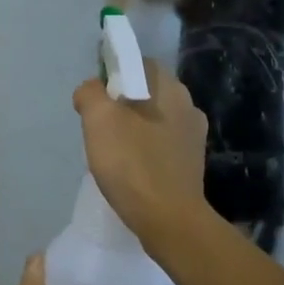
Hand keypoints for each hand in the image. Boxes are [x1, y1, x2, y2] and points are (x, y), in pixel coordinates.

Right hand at [72, 59, 208, 243]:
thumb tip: (91, 90)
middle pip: (146, 93)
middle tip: (98, 129)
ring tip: (112, 154)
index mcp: (170, 88)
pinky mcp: (191, 165)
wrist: (169, 220)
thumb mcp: (99, 119)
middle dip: (121, 105)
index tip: (95, 99)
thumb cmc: (133, 164)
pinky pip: (161, 147)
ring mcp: (193, 137)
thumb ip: (90, 94)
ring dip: (132, 131)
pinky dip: (144, 153)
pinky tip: (130, 172)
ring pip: (154, 121)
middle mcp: (188, 106)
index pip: (139, 64)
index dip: (114, 74)